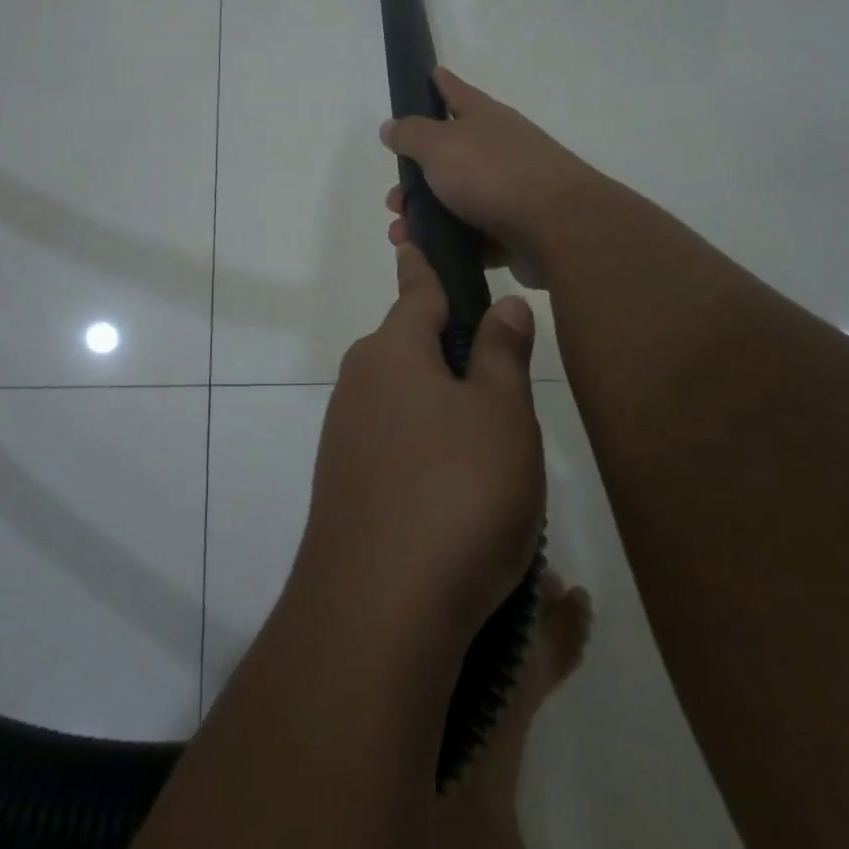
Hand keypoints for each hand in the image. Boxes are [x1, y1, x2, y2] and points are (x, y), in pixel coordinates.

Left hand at [296, 244, 544, 641]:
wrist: (377, 611)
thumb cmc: (455, 493)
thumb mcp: (500, 416)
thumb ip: (500, 354)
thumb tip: (502, 305)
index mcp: (392, 350)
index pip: (417, 289)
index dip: (426, 264)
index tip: (414, 236)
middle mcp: (359, 381)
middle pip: (410, 345)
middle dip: (449, 347)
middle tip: (503, 376)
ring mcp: (345, 434)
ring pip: (404, 398)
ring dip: (442, 406)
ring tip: (493, 447)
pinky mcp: (345, 482)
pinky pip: (393, 442)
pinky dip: (425, 448)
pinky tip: (456, 491)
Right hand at [380, 68, 603, 289]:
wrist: (558, 229)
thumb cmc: (492, 174)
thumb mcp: (440, 146)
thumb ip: (411, 134)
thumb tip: (391, 126)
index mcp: (484, 118)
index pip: (456, 92)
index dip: (440, 83)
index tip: (430, 73)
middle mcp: (499, 148)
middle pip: (448, 156)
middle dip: (414, 178)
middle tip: (394, 200)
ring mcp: (510, 189)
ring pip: (456, 199)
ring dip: (424, 216)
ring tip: (402, 235)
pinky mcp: (516, 229)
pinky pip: (474, 234)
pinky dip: (450, 243)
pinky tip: (429, 254)